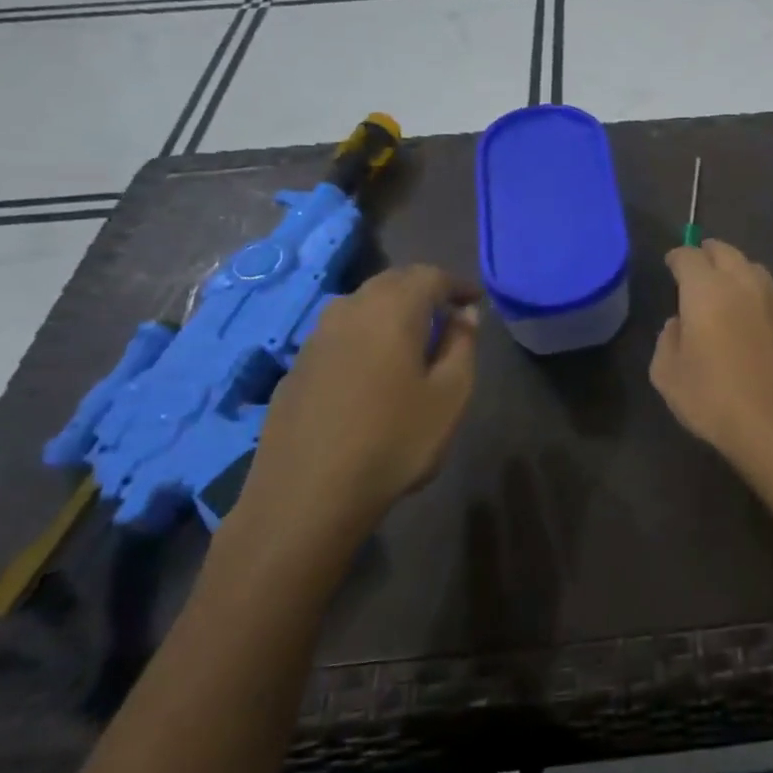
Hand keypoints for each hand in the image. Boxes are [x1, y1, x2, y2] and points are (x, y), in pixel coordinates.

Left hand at [230, 266, 479, 565]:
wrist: (306, 495)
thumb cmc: (394, 441)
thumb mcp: (450, 395)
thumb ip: (462, 345)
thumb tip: (464, 314)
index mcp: (392, 310)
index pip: (430, 276)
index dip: (457, 284)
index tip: (475, 300)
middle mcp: (349, 311)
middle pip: (391, 282)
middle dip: (423, 289)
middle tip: (448, 312)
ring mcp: (316, 338)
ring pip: (361, 305)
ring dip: (391, 309)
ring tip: (413, 336)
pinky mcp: (296, 368)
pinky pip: (339, 333)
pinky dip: (364, 335)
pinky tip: (373, 368)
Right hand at [650, 240, 772, 479]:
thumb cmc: (714, 399)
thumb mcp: (668, 375)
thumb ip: (667, 340)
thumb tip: (679, 323)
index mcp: (706, 290)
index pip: (689, 256)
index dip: (677, 257)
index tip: (670, 264)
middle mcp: (742, 284)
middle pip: (725, 252)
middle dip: (708, 253)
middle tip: (696, 265)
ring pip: (752, 267)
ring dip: (734, 268)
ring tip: (723, 285)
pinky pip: (768, 293)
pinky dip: (753, 292)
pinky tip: (747, 313)